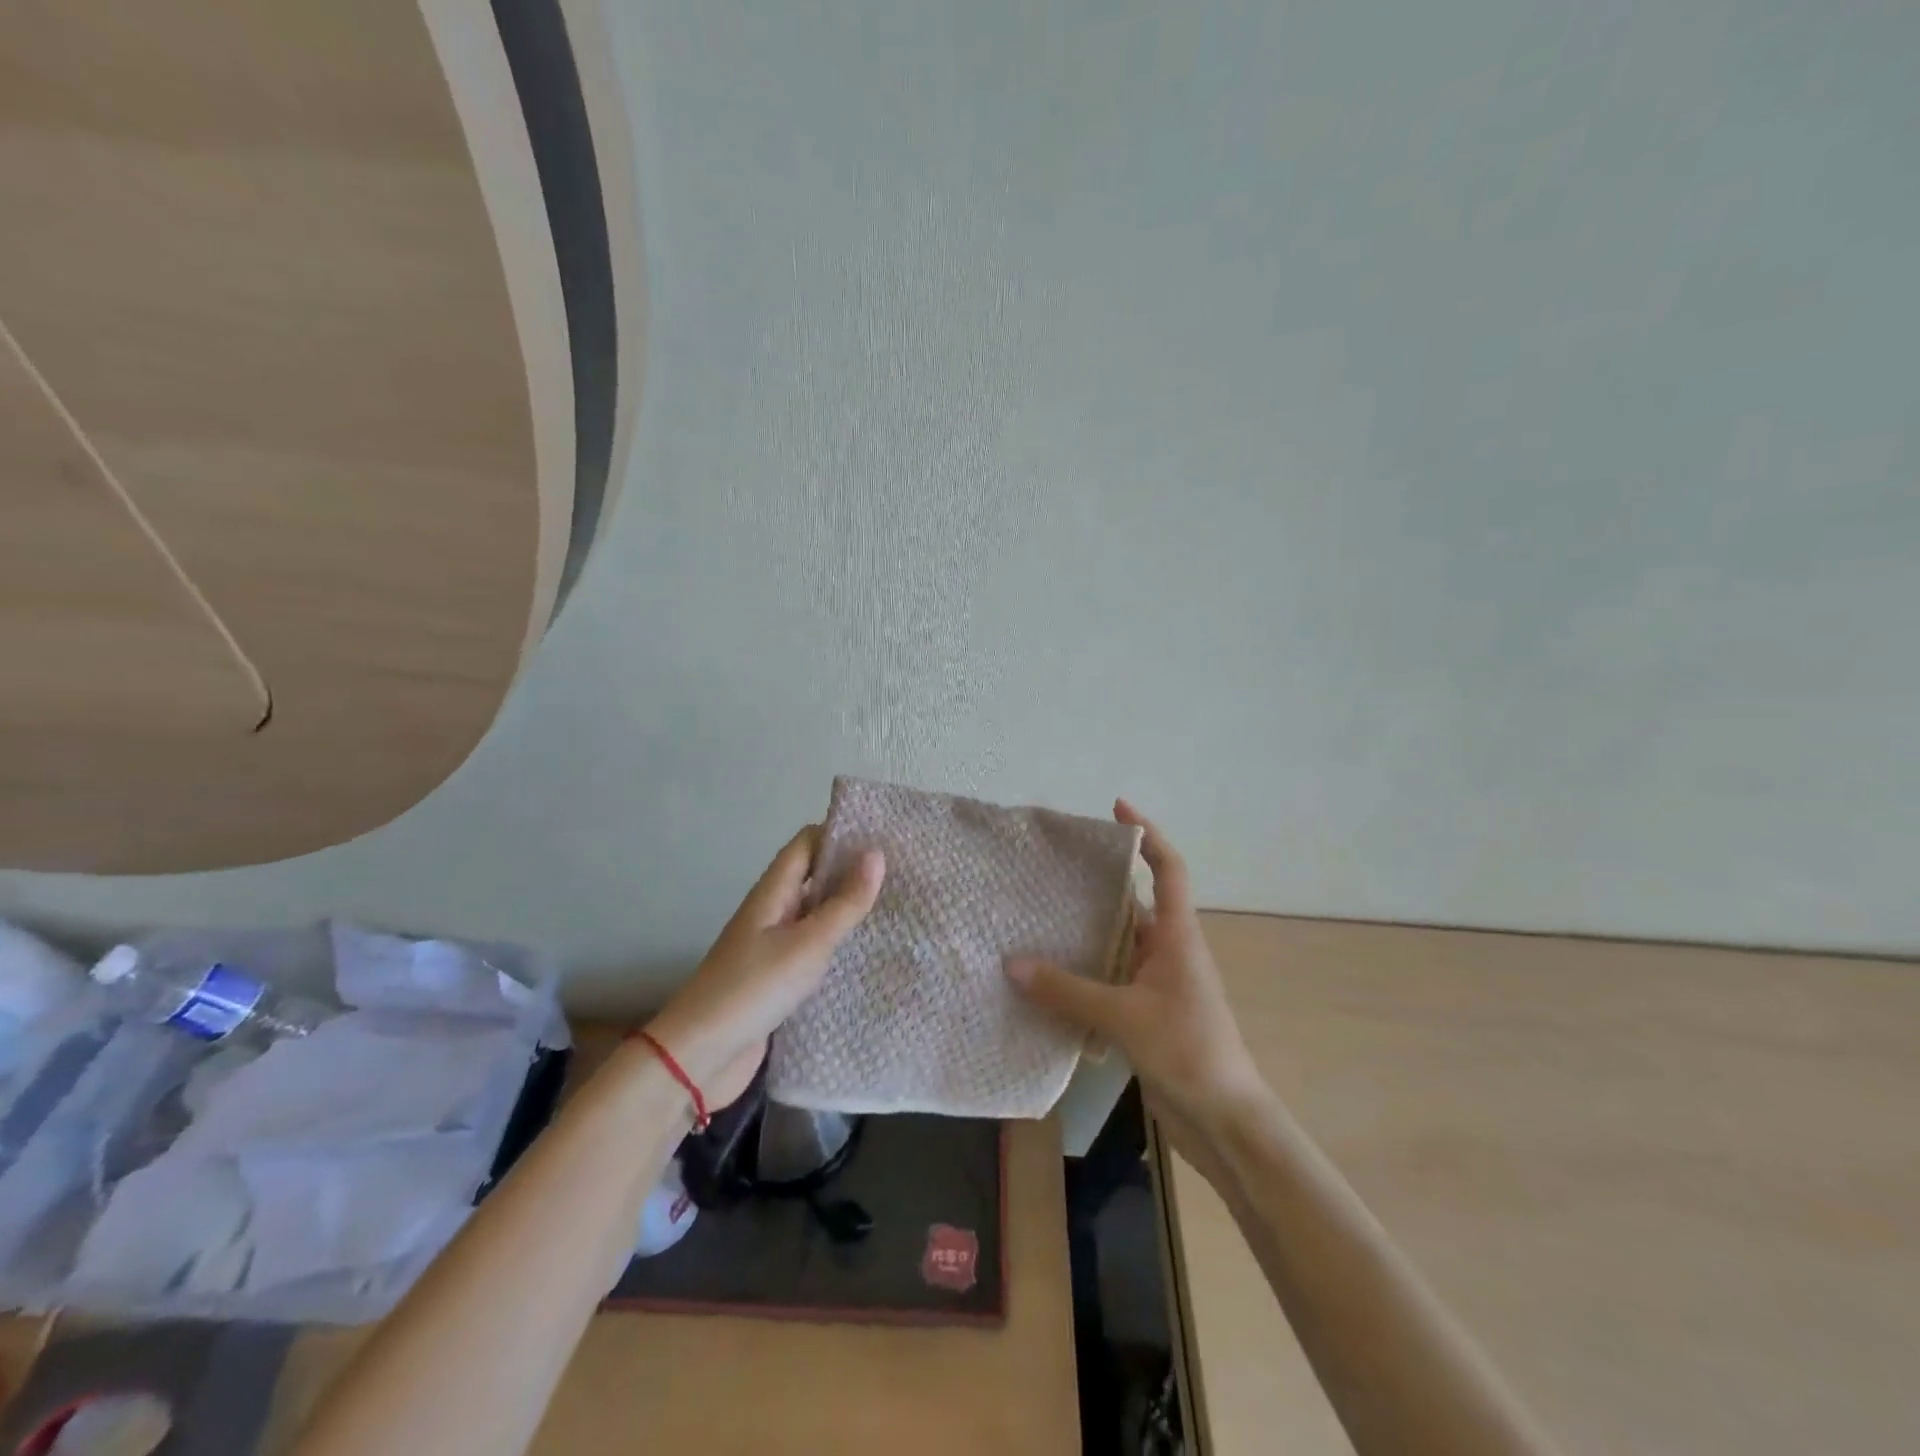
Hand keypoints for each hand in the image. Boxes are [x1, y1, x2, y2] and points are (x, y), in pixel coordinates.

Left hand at [646, 827, 883, 1108]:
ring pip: (815, 914)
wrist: (700, 1056)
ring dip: (848, 908)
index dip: (840, 833)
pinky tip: (867, 953)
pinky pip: (813, 948)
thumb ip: (845, 902)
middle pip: (813, 876)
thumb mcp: (808, 943)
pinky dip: (838, 944)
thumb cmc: (754, 988)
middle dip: (851, 871)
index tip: (884, 835)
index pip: (807, 843)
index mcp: (773, 892)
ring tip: (896, 907)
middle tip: (903, 872)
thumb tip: (876, 853)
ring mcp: (773, 946)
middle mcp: (772, 911)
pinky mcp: (777, 979)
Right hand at [1006, 801, 1269, 1164]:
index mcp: (1177, 936)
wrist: (1224, 1120)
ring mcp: (1160, 984)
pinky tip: (1051, 977)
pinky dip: (1086, 972)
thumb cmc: (1187, 1051)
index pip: (1168, 868)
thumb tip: (1013, 964)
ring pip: (1120, 944)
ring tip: (1040, 916)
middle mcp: (1170, 951)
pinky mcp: (1148, 1013)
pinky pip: (1112, 979)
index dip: (1147, 833)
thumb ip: (1068, 990)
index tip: (1118, 807)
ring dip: (1088, 932)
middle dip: (1100, 883)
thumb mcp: (1124, 1016)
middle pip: (1135, 902)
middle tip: (1054, 868)